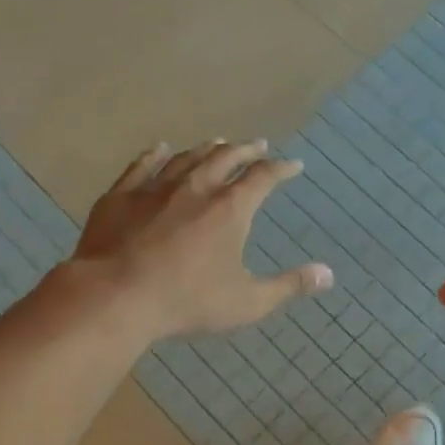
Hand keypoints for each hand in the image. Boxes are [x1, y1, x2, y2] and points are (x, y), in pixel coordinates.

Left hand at [71, 140, 332, 339]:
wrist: (116, 296)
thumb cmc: (187, 301)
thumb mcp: (247, 301)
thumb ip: (289, 286)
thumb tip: (328, 275)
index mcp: (230, 209)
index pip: (263, 178)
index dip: (281, 169)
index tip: (293, 165)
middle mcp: (196, 187)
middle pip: (225, 158)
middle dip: (245, 150)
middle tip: (257, 145)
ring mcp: (156, 188)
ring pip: (187, 158)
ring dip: (207, 148)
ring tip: (217, 143)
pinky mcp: (122, 195)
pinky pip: (142, 166)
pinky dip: (156, 154)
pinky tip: (161, 149)